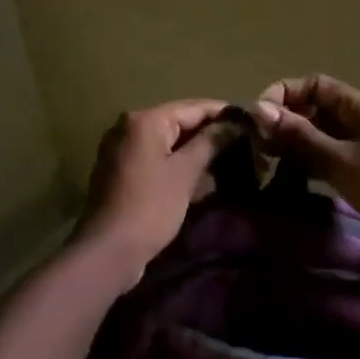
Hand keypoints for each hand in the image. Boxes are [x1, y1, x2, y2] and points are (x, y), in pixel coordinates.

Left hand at [72, 99, 241, 285]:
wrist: (108, 251)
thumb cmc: (151, 206)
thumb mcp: (185, 172)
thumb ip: (210, 142)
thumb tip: (234, 123)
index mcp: (145, 120)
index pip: (193, 107)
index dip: (224, 113)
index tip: (251, 121)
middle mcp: (129, 127)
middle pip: (179, 122)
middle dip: (210, 133)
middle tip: (244, 142)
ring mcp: (122, 150)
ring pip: (168, 142)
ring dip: (195, 150)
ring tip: (229, 159)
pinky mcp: (121, 172)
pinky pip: (156, 159)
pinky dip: (177, 164)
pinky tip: (202, 177)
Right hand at [253, 76, 359, 248]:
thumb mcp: (340, 160)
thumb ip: (301, 136)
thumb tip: (260, 109)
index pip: (315, 85)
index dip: (285, 94)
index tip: (259, 119)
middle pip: (317, 110)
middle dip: (287, 122)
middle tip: (259, 148)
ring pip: (323, 138)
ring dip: (296, 147)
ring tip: (268, 166)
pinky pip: (332, 161)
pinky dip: (311, 166)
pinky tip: (293, 182)